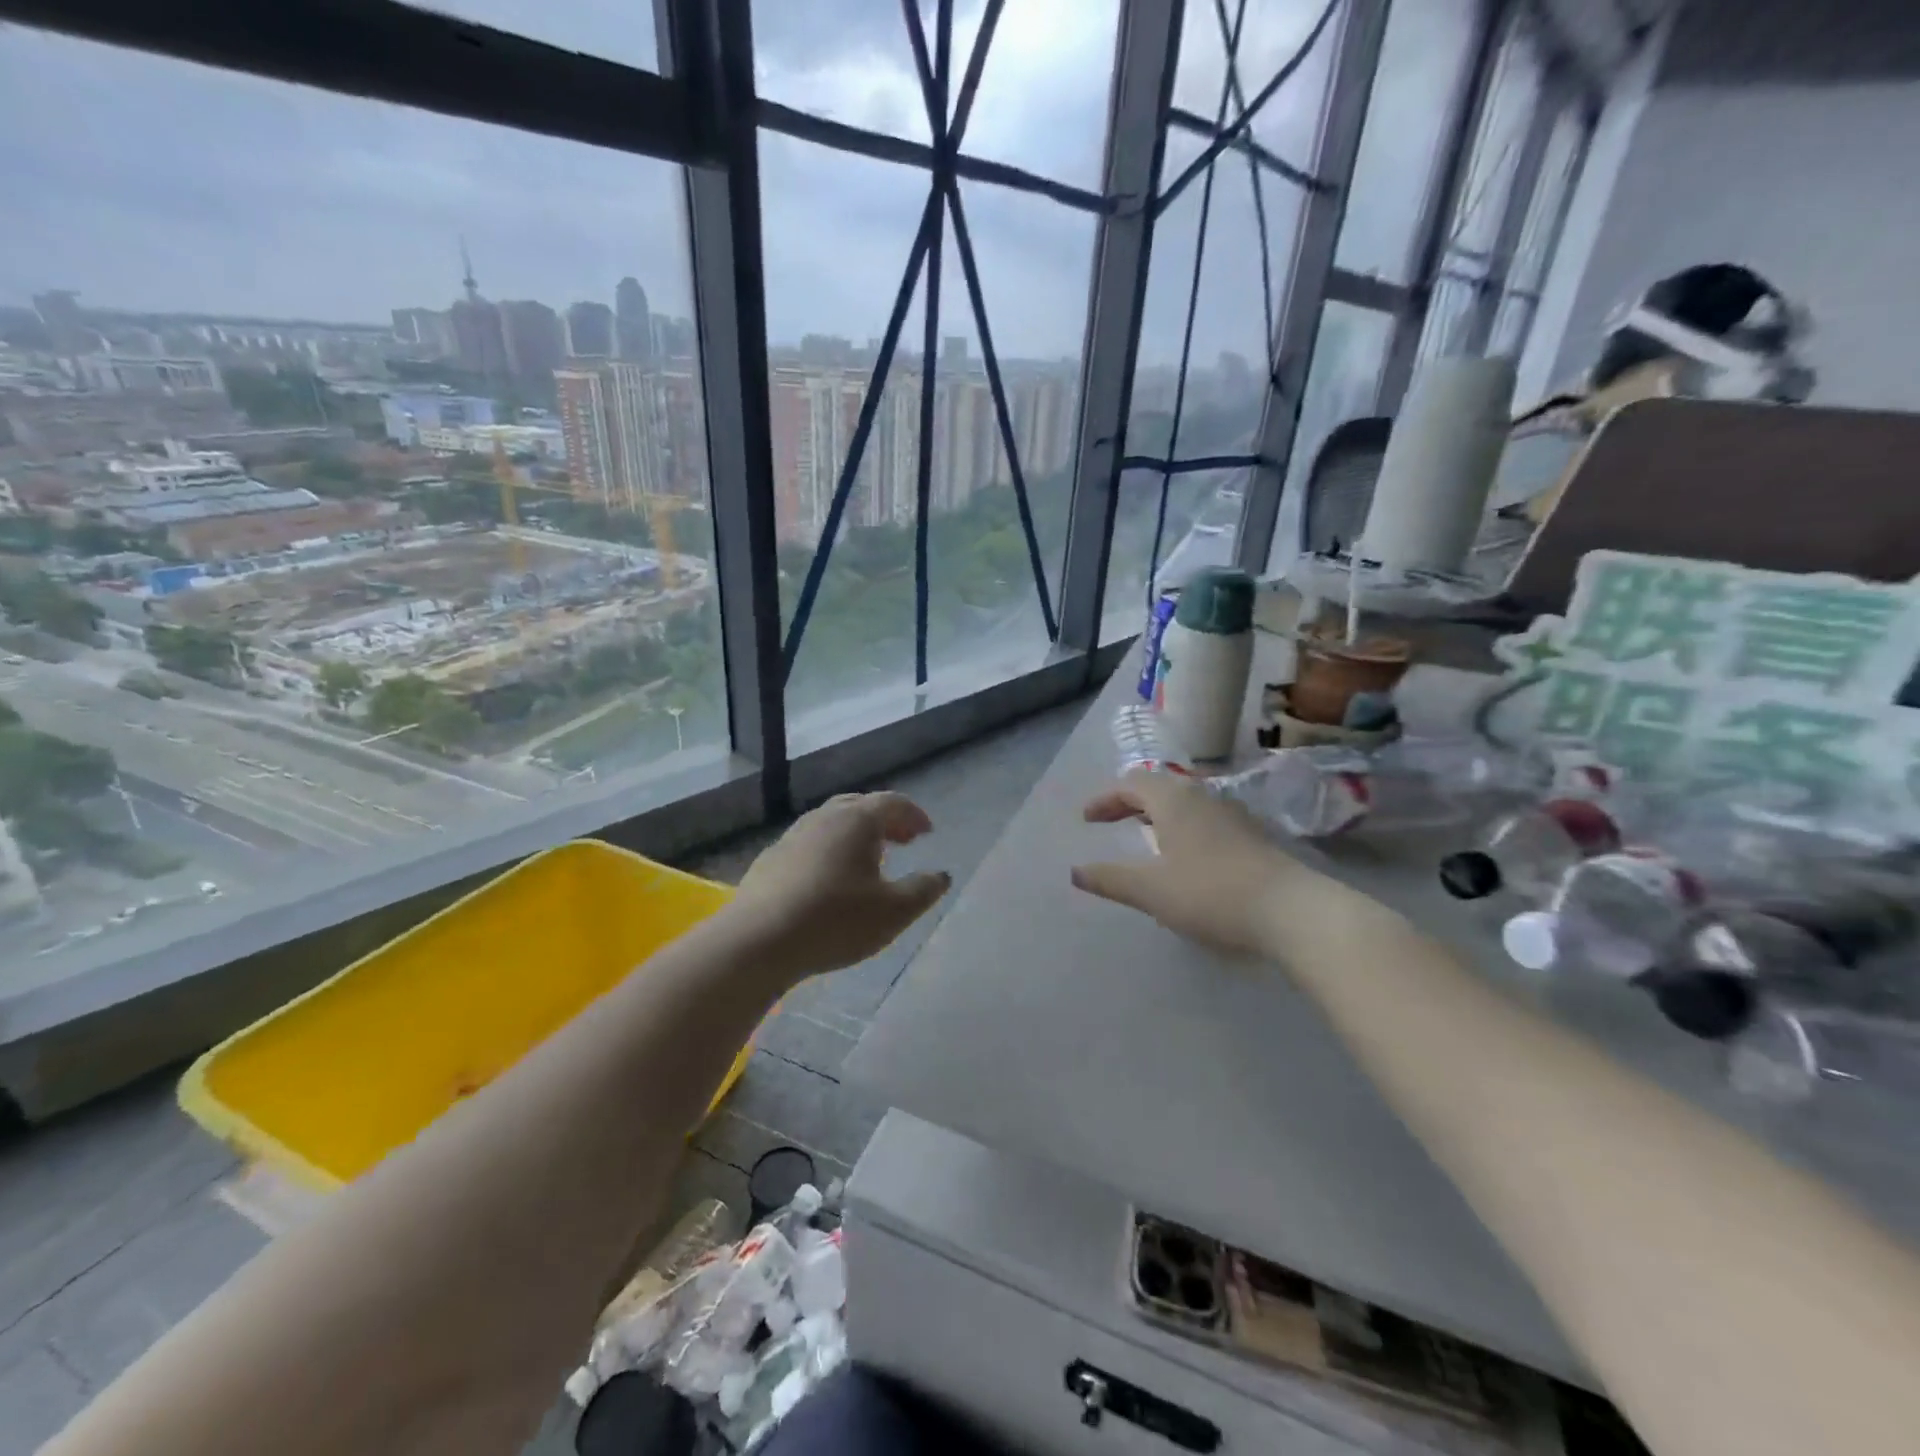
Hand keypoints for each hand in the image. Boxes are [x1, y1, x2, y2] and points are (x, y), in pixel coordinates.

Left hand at [735, 792, 951, 980]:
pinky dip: (830, 849)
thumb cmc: (836, 920)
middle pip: (860, 806)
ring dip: (855, 834)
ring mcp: (793, 835)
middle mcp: (825, 817)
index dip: (914, 815)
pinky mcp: (771, 858)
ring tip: (868, 859)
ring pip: (831, 822)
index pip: (893, 803)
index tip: (927, 833)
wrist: (758, 940)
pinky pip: (810, 842)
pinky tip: (829, 879)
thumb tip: (941, 875)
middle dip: (885, 820)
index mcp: (858, 820)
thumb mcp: (894, 912)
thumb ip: (923, 890)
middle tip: (902, 841)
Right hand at [1072, 771, 1298, 958]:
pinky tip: (1186, 858)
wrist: (1292, 911)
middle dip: (1130, 802)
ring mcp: (1233, 814)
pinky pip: (1205, 820)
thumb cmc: (1211, 893)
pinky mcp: (1252, 836)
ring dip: (1158, 814)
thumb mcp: (1151, 890)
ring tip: (1144, 836)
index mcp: (1174, 800)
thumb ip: (1110, 879)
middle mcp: (1203, 796)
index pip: (1131, 784)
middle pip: (1159, 788)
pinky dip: (1182, 828)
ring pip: (1185, 803)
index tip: (1086, 819)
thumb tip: (1075, 871)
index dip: (1105, 799)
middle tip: (1110, 821)